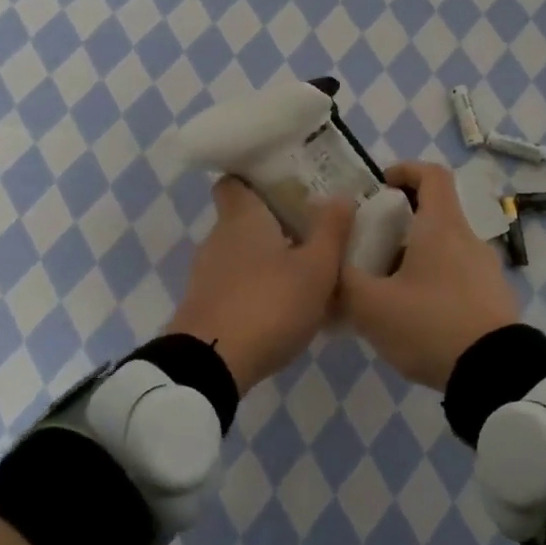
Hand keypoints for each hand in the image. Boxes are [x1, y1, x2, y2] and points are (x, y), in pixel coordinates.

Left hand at [166, 177, 353, 394]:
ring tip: (305, 273)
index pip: (235, 182)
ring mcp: (206, 274)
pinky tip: (284, 308)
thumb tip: (341, 195)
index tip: (287, 185)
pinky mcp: (204, 306)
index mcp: (242, 217)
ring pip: (242, 255)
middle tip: (313, 231)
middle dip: (275, 223)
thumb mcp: (316, 269)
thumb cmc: (269, 304)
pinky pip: (236, 285)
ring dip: (268, 260)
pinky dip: (257, 289)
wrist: (211, 365)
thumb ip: (331, 231)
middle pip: (244, 219)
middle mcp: (218, 238)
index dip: (256, 179)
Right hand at [339, 161, 519, 389]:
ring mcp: (487, 270)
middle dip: (400, 224)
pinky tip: (415, 317)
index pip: (432, 174)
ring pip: (445, 248)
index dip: (405, 170)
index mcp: (442, 227)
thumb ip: (341, 281)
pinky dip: (434, 283)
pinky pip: (458, 277)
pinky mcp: (494, 299)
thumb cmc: (430, 325)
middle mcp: (469, 240)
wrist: (495, 374)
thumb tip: (326, 262)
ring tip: (387, 290)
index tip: (381, 184)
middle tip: (370, 248)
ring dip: (416, 257)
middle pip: (435, 214)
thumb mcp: (371, 306)